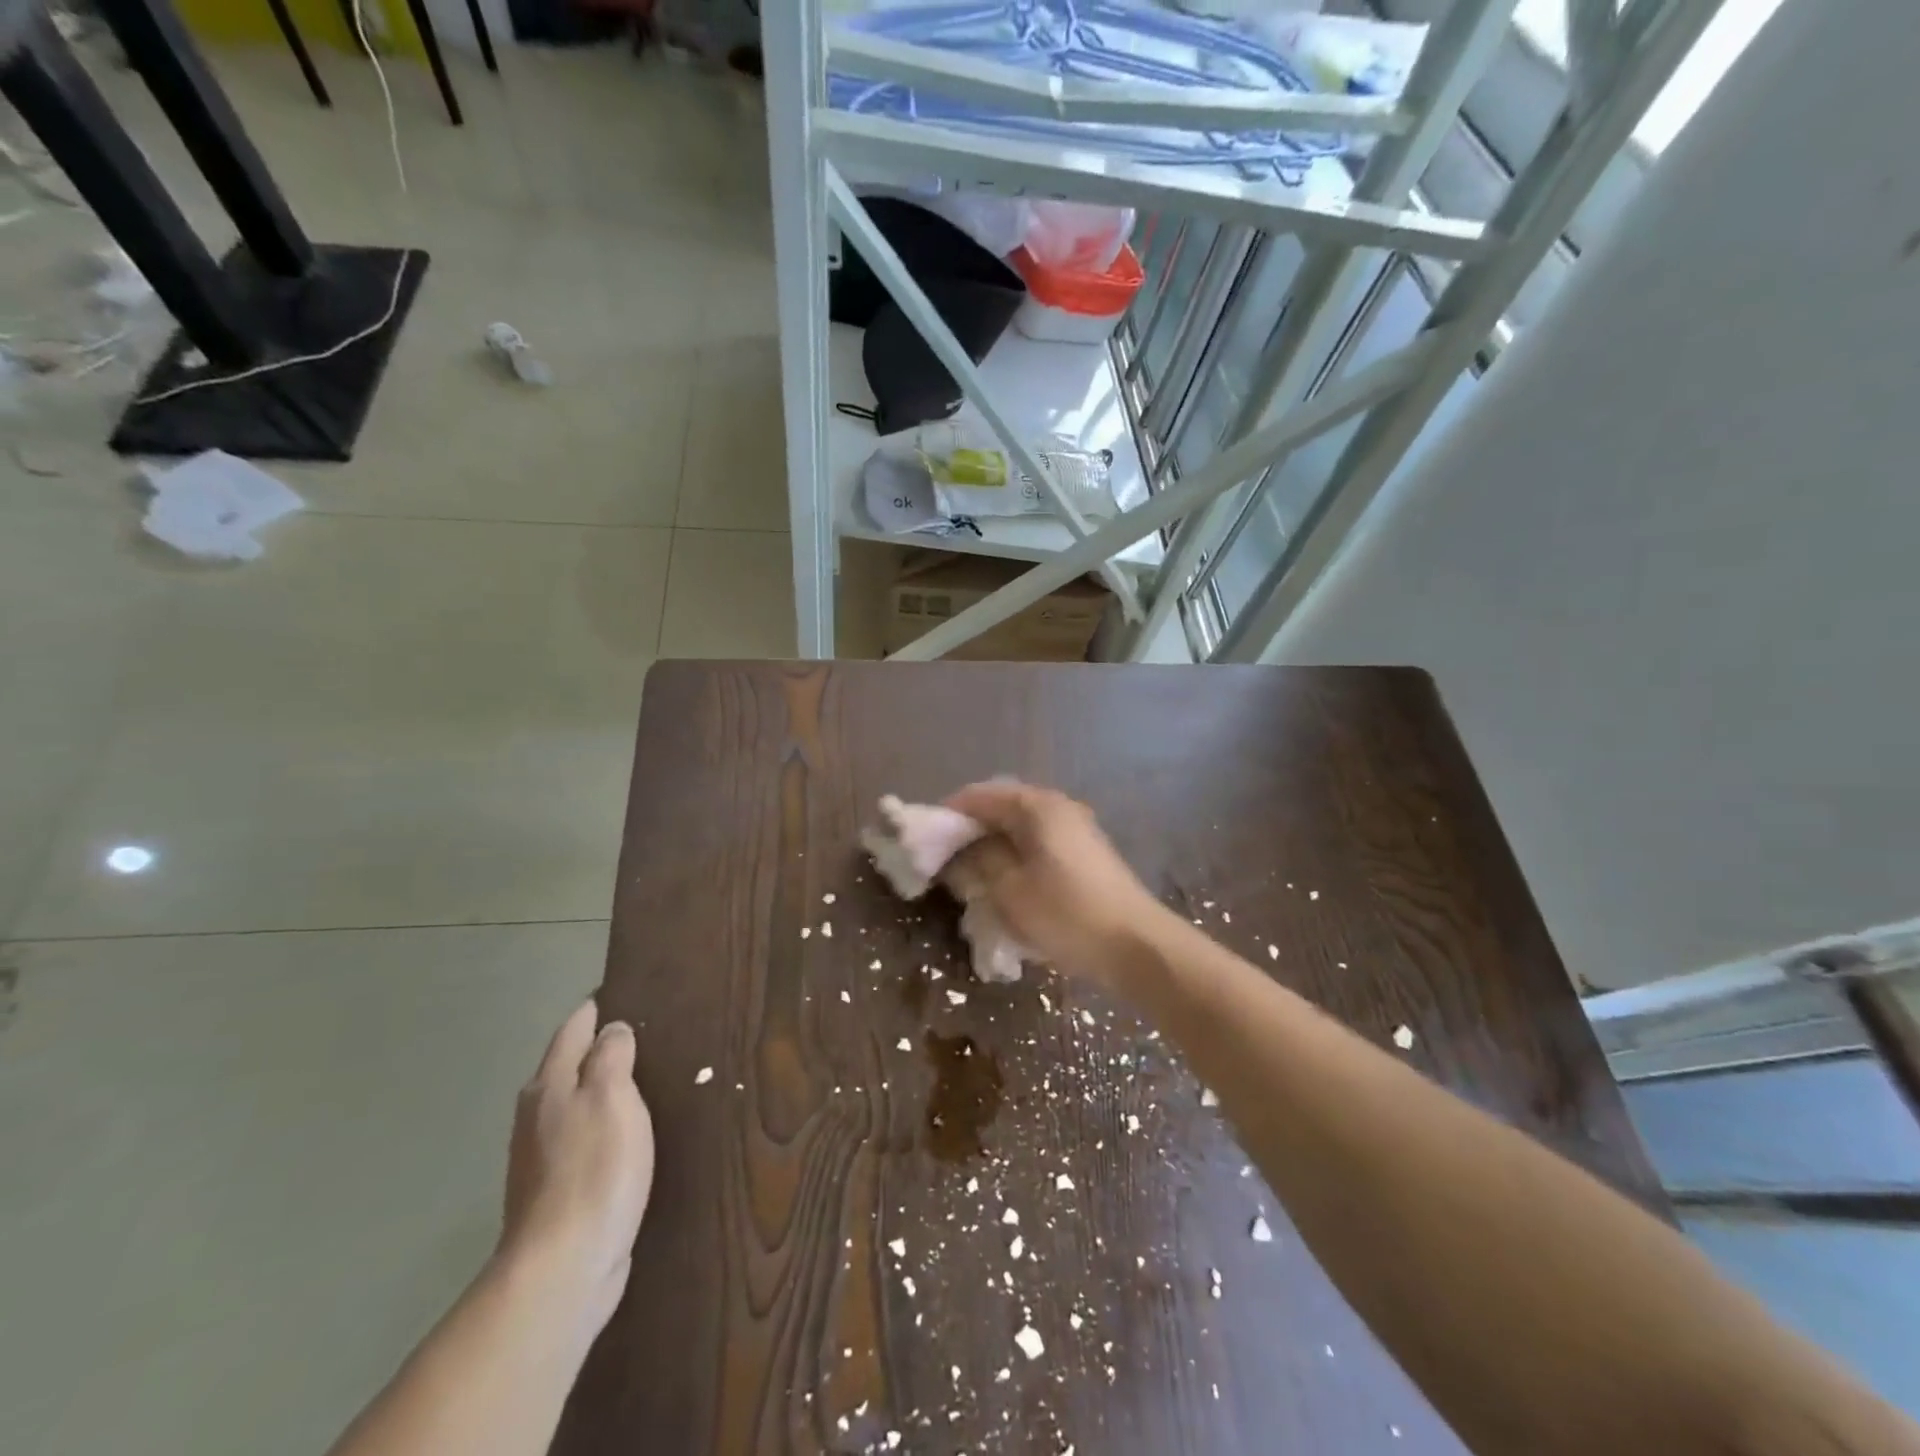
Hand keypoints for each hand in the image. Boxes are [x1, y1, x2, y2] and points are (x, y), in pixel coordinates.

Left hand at [498, 1001, 654, 1337]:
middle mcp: (538, 1114)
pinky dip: (606, 1124)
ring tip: (645, 1076)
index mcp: (548, 1085)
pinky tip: (630, 1132)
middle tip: (647, 1031)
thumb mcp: (611, 1096)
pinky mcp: (560, 1191)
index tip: (626, 991)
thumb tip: (612, 1029)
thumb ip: (611, 1056)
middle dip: (600, 1045)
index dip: (597, 1007)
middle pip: (569, 1065)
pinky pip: (586, 1138)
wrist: (564, 1267)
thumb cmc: (593, 1168)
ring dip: (604, 1088)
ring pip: (576, 1103)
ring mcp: (544, 1156)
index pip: (573, 1028)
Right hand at [944, 779, 1170, 989]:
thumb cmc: (1067, 914)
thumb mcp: (1010, 890)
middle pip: (1003, 806)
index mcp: (1037, 806)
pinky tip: (1007, 881)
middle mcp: (1058, 807)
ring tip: (973, 872)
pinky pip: (1039, 842)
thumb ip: (979, 861)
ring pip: (1021, 826)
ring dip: (994, 843)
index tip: (926, 838)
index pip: (980, 796)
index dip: (949, 813)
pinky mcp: (1086, 853)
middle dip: (971, 829)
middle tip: (946, 857)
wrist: (1136, 945)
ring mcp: (1076, 828)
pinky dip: (1017, 854)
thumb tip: (963, 847)